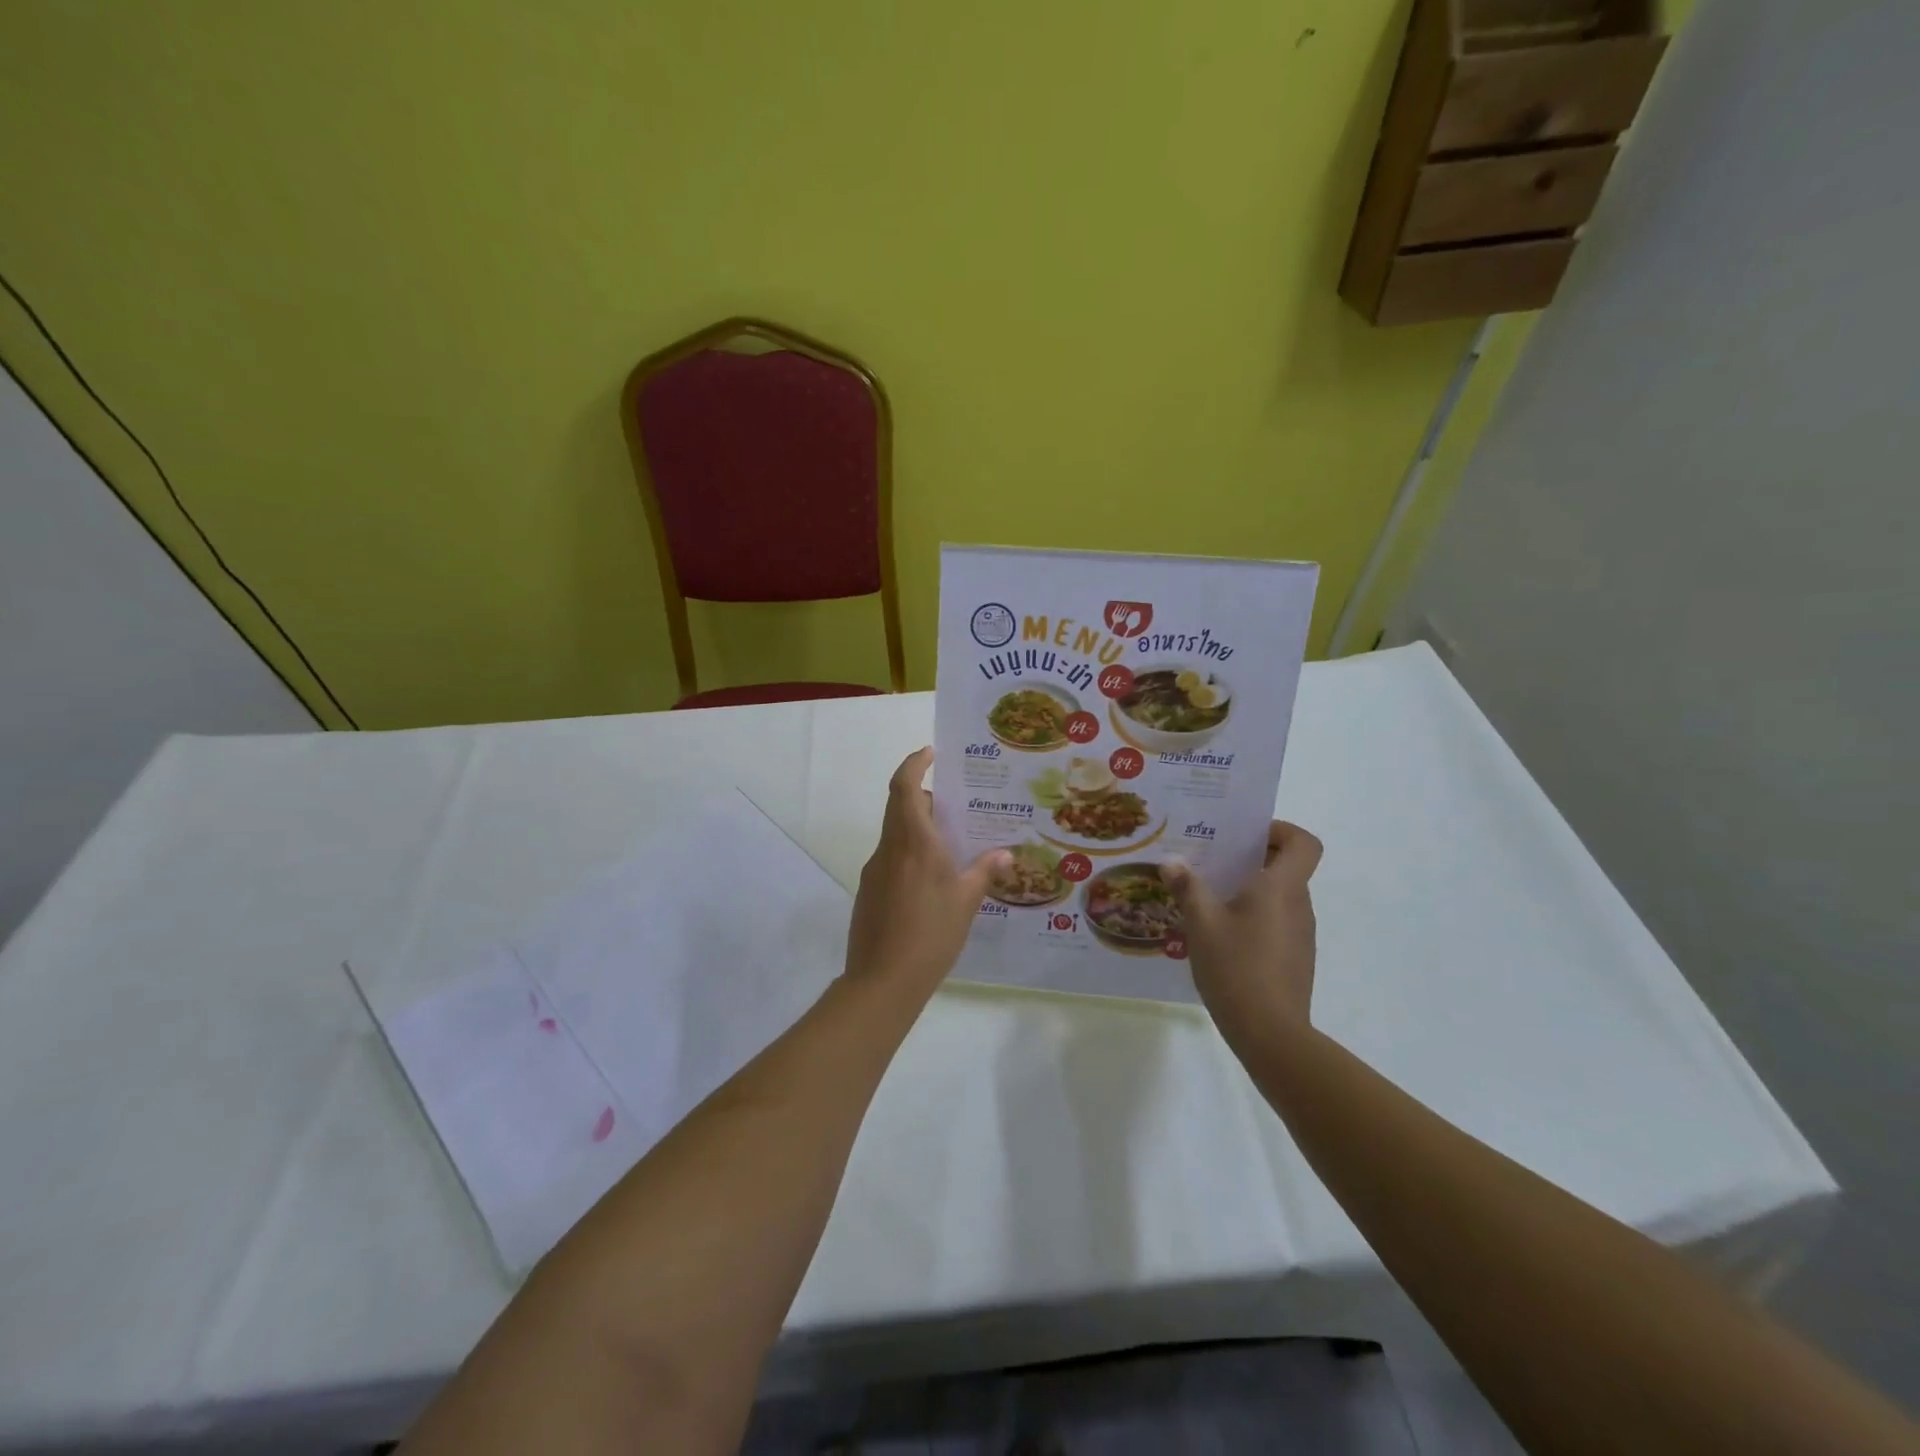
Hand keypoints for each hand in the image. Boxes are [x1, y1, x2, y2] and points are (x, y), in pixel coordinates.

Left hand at [845, 749, 1009, 999]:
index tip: (931, 753)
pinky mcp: (869, 891)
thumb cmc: (930, 933)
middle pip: (900, 806)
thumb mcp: (966, 901)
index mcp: (913, 841)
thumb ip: (984, 871)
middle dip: (925, 797)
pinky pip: (892, 858)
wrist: (882, 981)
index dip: (915, 763)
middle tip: (957, 805)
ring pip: (897, 834)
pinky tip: (933, 880)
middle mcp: (890, 848)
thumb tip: (1005, 853)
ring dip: (919, 828)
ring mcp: (875, 870)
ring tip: (953, 844)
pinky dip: (911, 854)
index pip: (905, 785)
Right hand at [1162, 821, 1322, 1049]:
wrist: (1271, 1034)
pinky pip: (1277, 922)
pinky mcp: (1295, 959)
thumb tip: (1171, 862)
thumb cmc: (1237, 967)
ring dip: (1250, 890)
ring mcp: (1301, 934)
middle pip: (1288, 867)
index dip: (1281, 830)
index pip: (1303, 843)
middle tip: (1212, 862)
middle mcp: (1298, 905)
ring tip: (1209, 899)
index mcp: (1281, 888)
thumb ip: (1187, 888)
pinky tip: (1221, 937)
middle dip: (1252, 859)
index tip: (1247, 836)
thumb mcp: (1201, 923)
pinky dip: (1254, 918)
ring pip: (1280, 897)